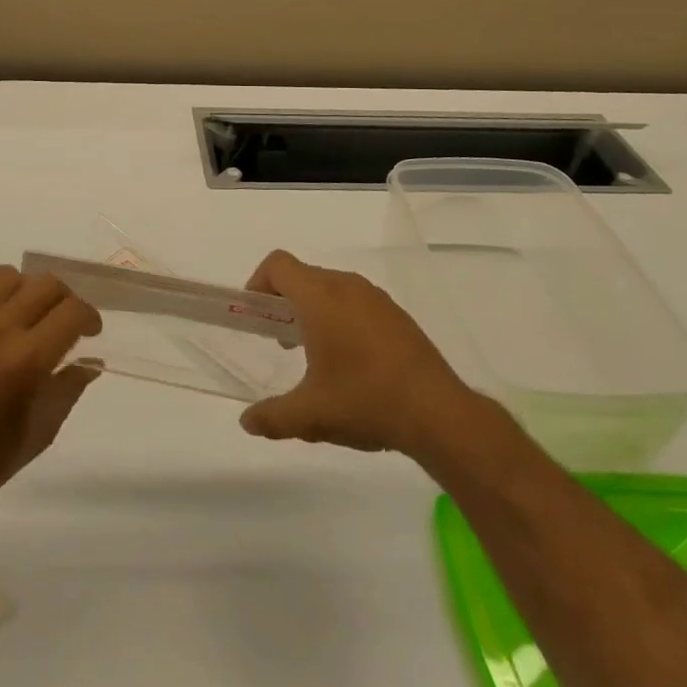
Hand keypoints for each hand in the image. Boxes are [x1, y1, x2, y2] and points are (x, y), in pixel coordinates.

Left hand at [0, 265, 102, 527]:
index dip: (89, 317)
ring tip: (20, 316)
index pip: (73, 311)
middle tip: (60, 323)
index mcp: (27, 360)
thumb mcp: (41, 432)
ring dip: (22, 292)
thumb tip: (91, 362)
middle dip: (63, 300)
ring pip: (5, 276)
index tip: (90, 331)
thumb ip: (68, 389)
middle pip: (45, 284)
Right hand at [238, 250, 471, 455]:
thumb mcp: (311, 415)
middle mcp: (347, 286)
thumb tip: (247, 421)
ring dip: (314, 310)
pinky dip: (342, 318)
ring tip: (316, 356)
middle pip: (303, 276)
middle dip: (284, 302)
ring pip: (331, 288)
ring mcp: (376, 298)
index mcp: (320, 297)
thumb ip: (272, 416)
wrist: (439, 414)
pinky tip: (352, 363)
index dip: (259, 282)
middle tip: (281, 342)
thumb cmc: (366, 401)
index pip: (278, 264)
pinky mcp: (397, 315)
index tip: (256, 316)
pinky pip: (356, 302)